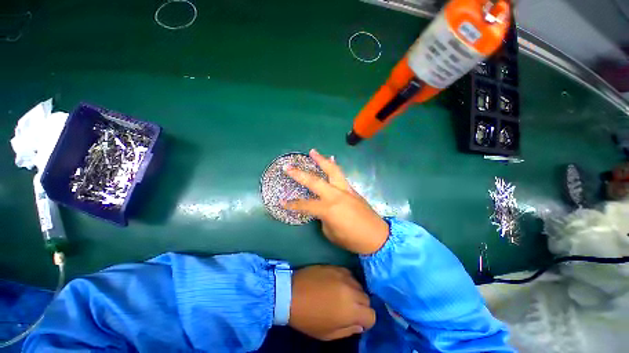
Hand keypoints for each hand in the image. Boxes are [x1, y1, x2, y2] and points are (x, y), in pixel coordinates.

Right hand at [283, 149, 389, 254]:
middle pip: (314, 181)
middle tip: (288, 166)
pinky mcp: (352, 189)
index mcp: (328, 209)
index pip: (305, 205)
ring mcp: (345, 190)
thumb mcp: (331, 233)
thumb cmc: (352, 239)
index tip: (281, 201)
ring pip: (332, 170)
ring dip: (321, 160)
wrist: (377, 236)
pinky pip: (341, 175)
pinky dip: (334, 167)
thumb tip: (321, 209)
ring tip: (313, 151)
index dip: (292, 205)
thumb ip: (323, 218)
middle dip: (299, 174)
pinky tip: (331, 160)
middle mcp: (335, 195)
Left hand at [289, 265, 375, 340]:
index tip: (356, 320)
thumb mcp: (328, 334)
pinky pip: (349, 274)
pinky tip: (338, 283)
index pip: (371, 315)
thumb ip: (348, 330)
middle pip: (367, 298)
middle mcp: (351, 291)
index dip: (366, 320)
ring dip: (354, 292)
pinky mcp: (336, 266)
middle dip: (360, 306)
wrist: (291, 293)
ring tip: (342, 294)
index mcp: (351, 310)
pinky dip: (347, 280)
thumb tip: (359, 324)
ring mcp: (343, 275)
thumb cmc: (308, 318)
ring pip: (359, 285)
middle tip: (348, 308)